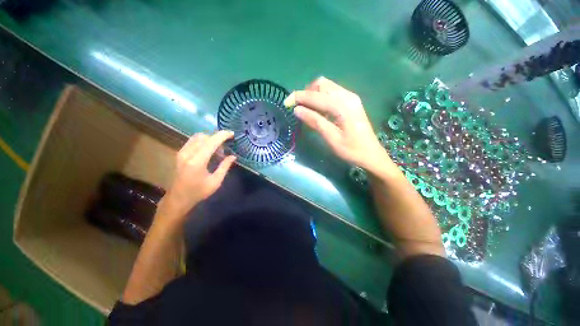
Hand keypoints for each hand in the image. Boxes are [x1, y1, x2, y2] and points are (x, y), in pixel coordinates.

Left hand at [158, 131, 236, 221]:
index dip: (222, 135)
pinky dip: (203, 141)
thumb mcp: (216, 181)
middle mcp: (188, 153)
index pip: (211, 142)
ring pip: (198, 137)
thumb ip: (225, 166)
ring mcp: (182, 152)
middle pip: (204, 137)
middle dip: (217, 138)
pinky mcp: (180, 153)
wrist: (178, 198)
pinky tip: (208, 151)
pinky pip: (193, 141)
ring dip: (210, 139)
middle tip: (225, 148)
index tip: (232, 134)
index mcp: (197, 161)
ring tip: (217, 150)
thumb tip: (233, 156)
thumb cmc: (198, 192)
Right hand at [285, 77, 392, 174]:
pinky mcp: (351, 101)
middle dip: (306, 93)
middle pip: (321, 84)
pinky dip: (321, 98)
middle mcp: (347, 96)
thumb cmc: (351, 150)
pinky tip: (319, 110)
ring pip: (326, 87)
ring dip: (313, 95)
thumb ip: (314, 121)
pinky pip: (332, 92)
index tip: (286, 103)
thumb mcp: (331, 138)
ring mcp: (350, 97)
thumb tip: (297, 110)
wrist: (371, 154)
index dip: (298, 97)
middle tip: (299, 108)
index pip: (315, 96)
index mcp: (342, 106)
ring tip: (307, 110)